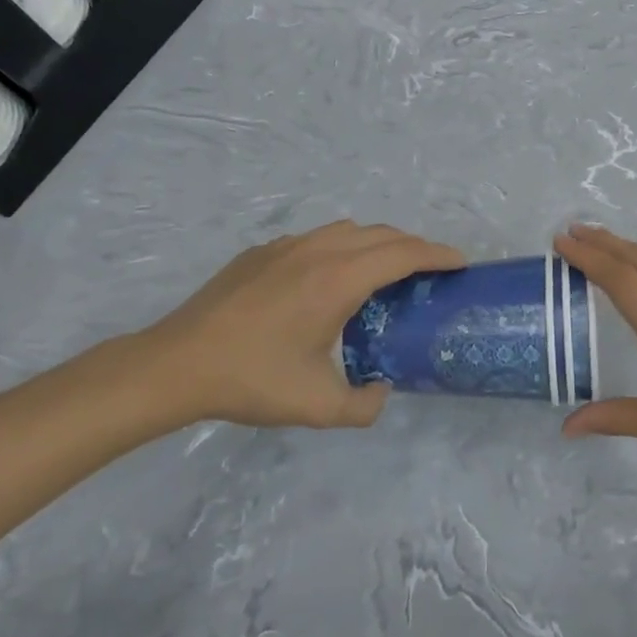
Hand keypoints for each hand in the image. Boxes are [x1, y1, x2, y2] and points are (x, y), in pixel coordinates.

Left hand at [128, 221, 464, 428]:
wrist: (175, 364)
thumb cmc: (252, 379)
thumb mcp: (317, 406)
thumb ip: (363, 405)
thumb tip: (381, 391)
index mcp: (339, 280)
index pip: (403, 253)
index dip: (437, 255)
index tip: (460, 263)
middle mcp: (318, 251)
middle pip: (381, 234)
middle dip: (413, 247)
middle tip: (428, 272)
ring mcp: (286, 246)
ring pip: (347, 230)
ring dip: (376, 243)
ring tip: (383, 272)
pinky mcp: (262, 252)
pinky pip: (316, 239)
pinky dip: (340, 248)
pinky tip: (328, 280)